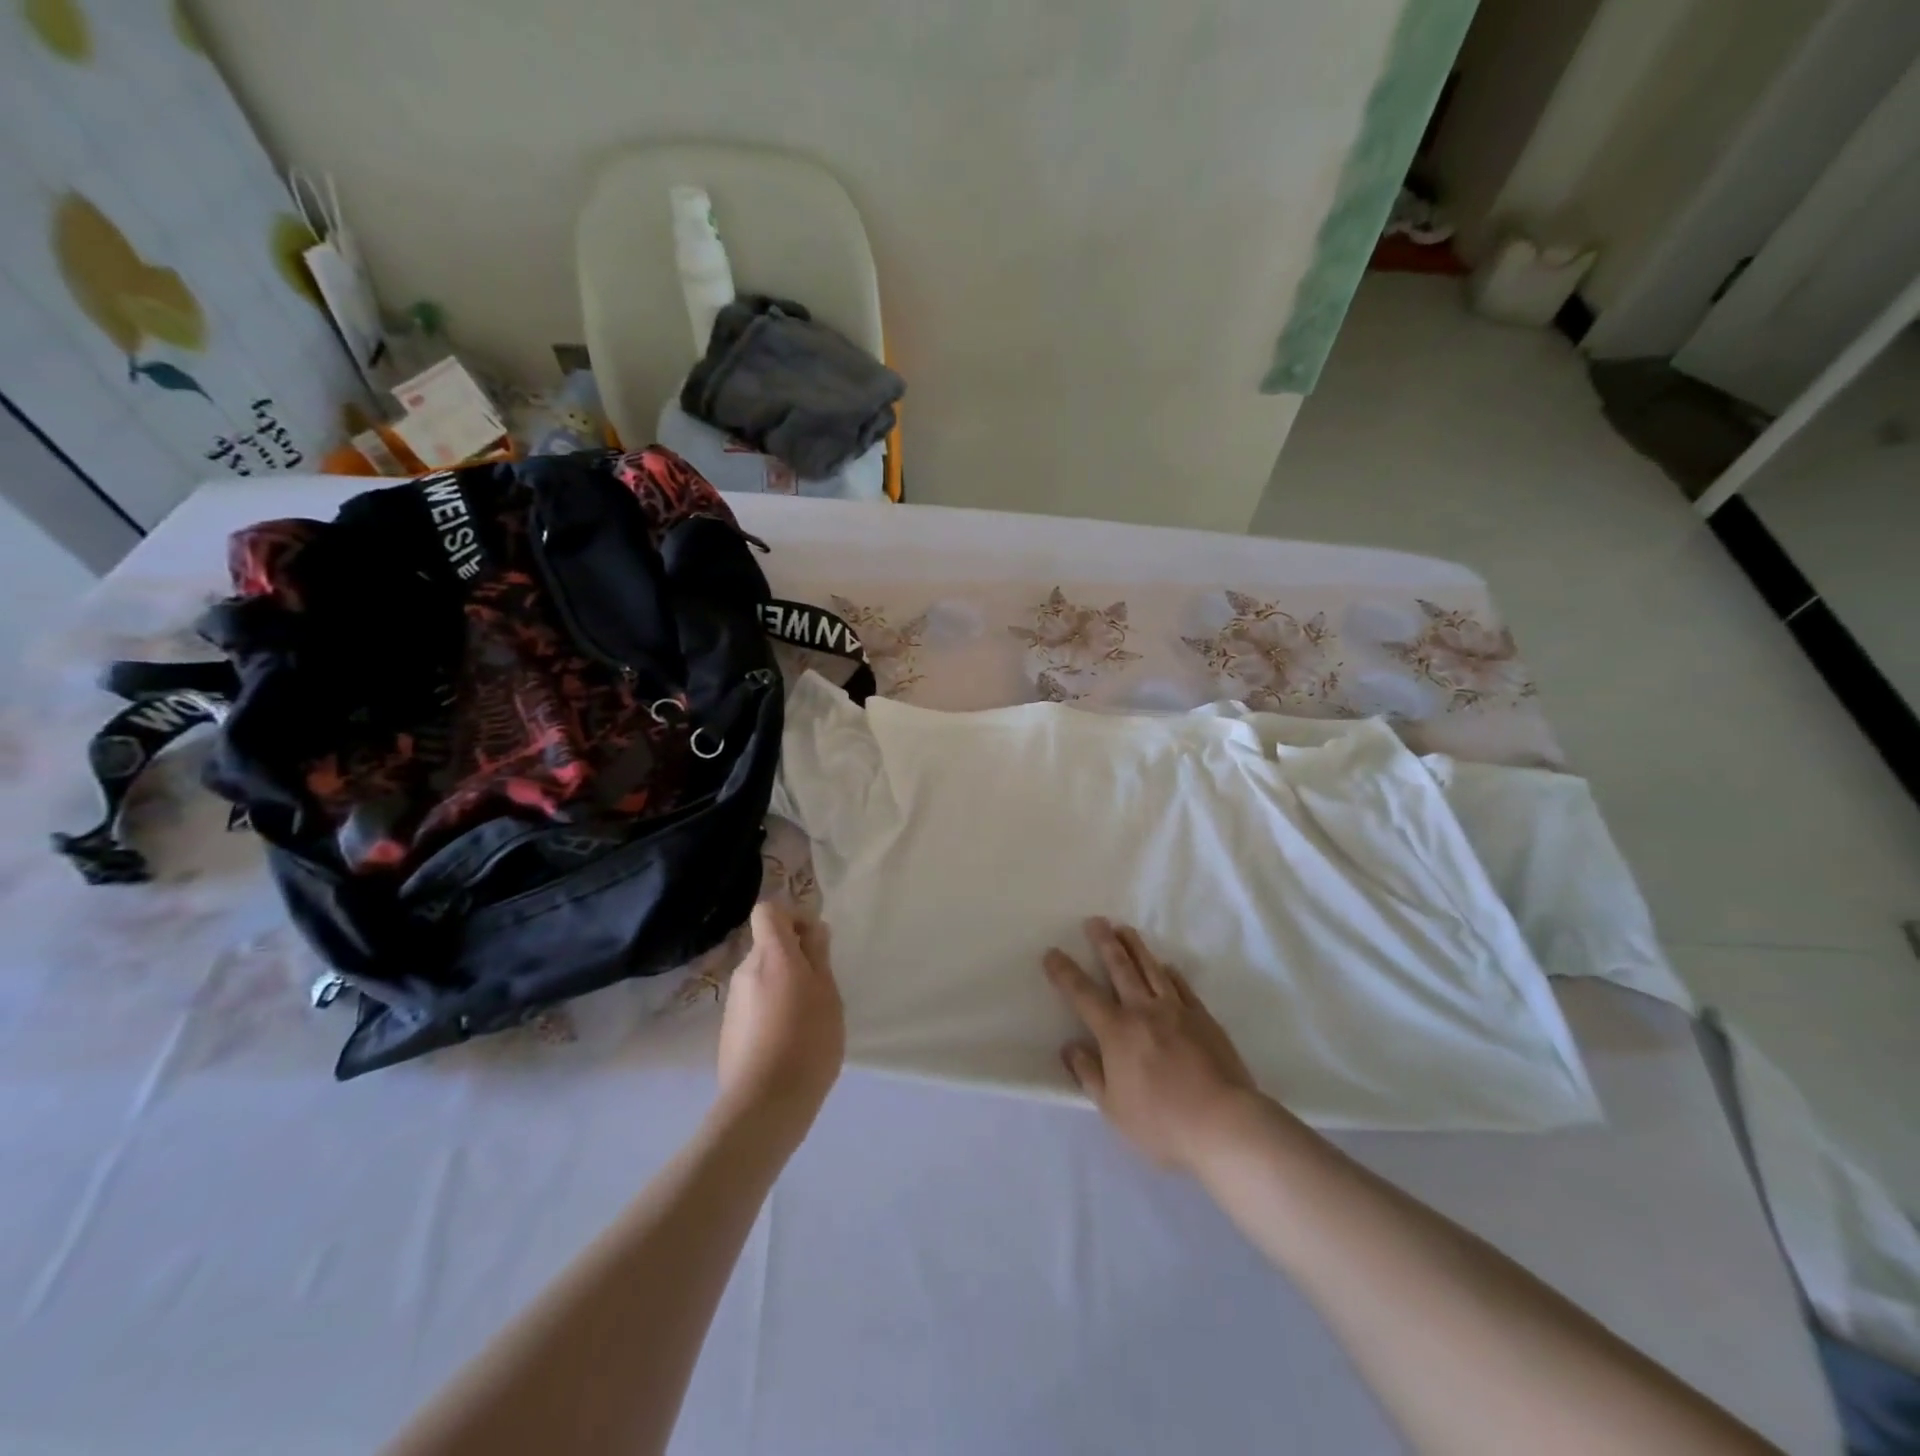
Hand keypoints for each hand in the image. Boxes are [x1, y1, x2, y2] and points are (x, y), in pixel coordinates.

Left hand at [717, 903, 844, 1135]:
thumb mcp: (828, 994)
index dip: (792, 918)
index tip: (814, 941)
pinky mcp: (729, 1031)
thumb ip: (819, 957)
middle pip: (767, 947)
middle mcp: (746, 971)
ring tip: (808, 1020)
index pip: (769, 911)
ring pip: (761, 978)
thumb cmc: (808, 1040)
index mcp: (772, 956)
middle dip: (793, 958)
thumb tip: (813, 930)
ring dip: (783, 986)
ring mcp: (734, 1003)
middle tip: (821, 988)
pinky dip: (771, 1011)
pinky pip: (754, 1005)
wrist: (765, 1104)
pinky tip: (788, 1042)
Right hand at [1044, 918, 1258, 1174]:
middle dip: (1104, 942)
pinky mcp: (1203, 1018)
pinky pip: (1182, 986)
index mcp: (1117, 1031)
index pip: (1083, 994)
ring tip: (1124, 928)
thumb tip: (1070, 1047)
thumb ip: (1089, 1074)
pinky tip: (1166, 966)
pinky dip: (1170, 973)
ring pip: (1151, 969)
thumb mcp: (1113, 1108)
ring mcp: (1177, 1011)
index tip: (1052, 953)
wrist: (1225, 1122)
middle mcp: (1144, 1011)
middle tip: (1094, 921)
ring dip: (1135, 947)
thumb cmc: (1162, 1122)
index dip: (1065, 972)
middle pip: (1120, 968)